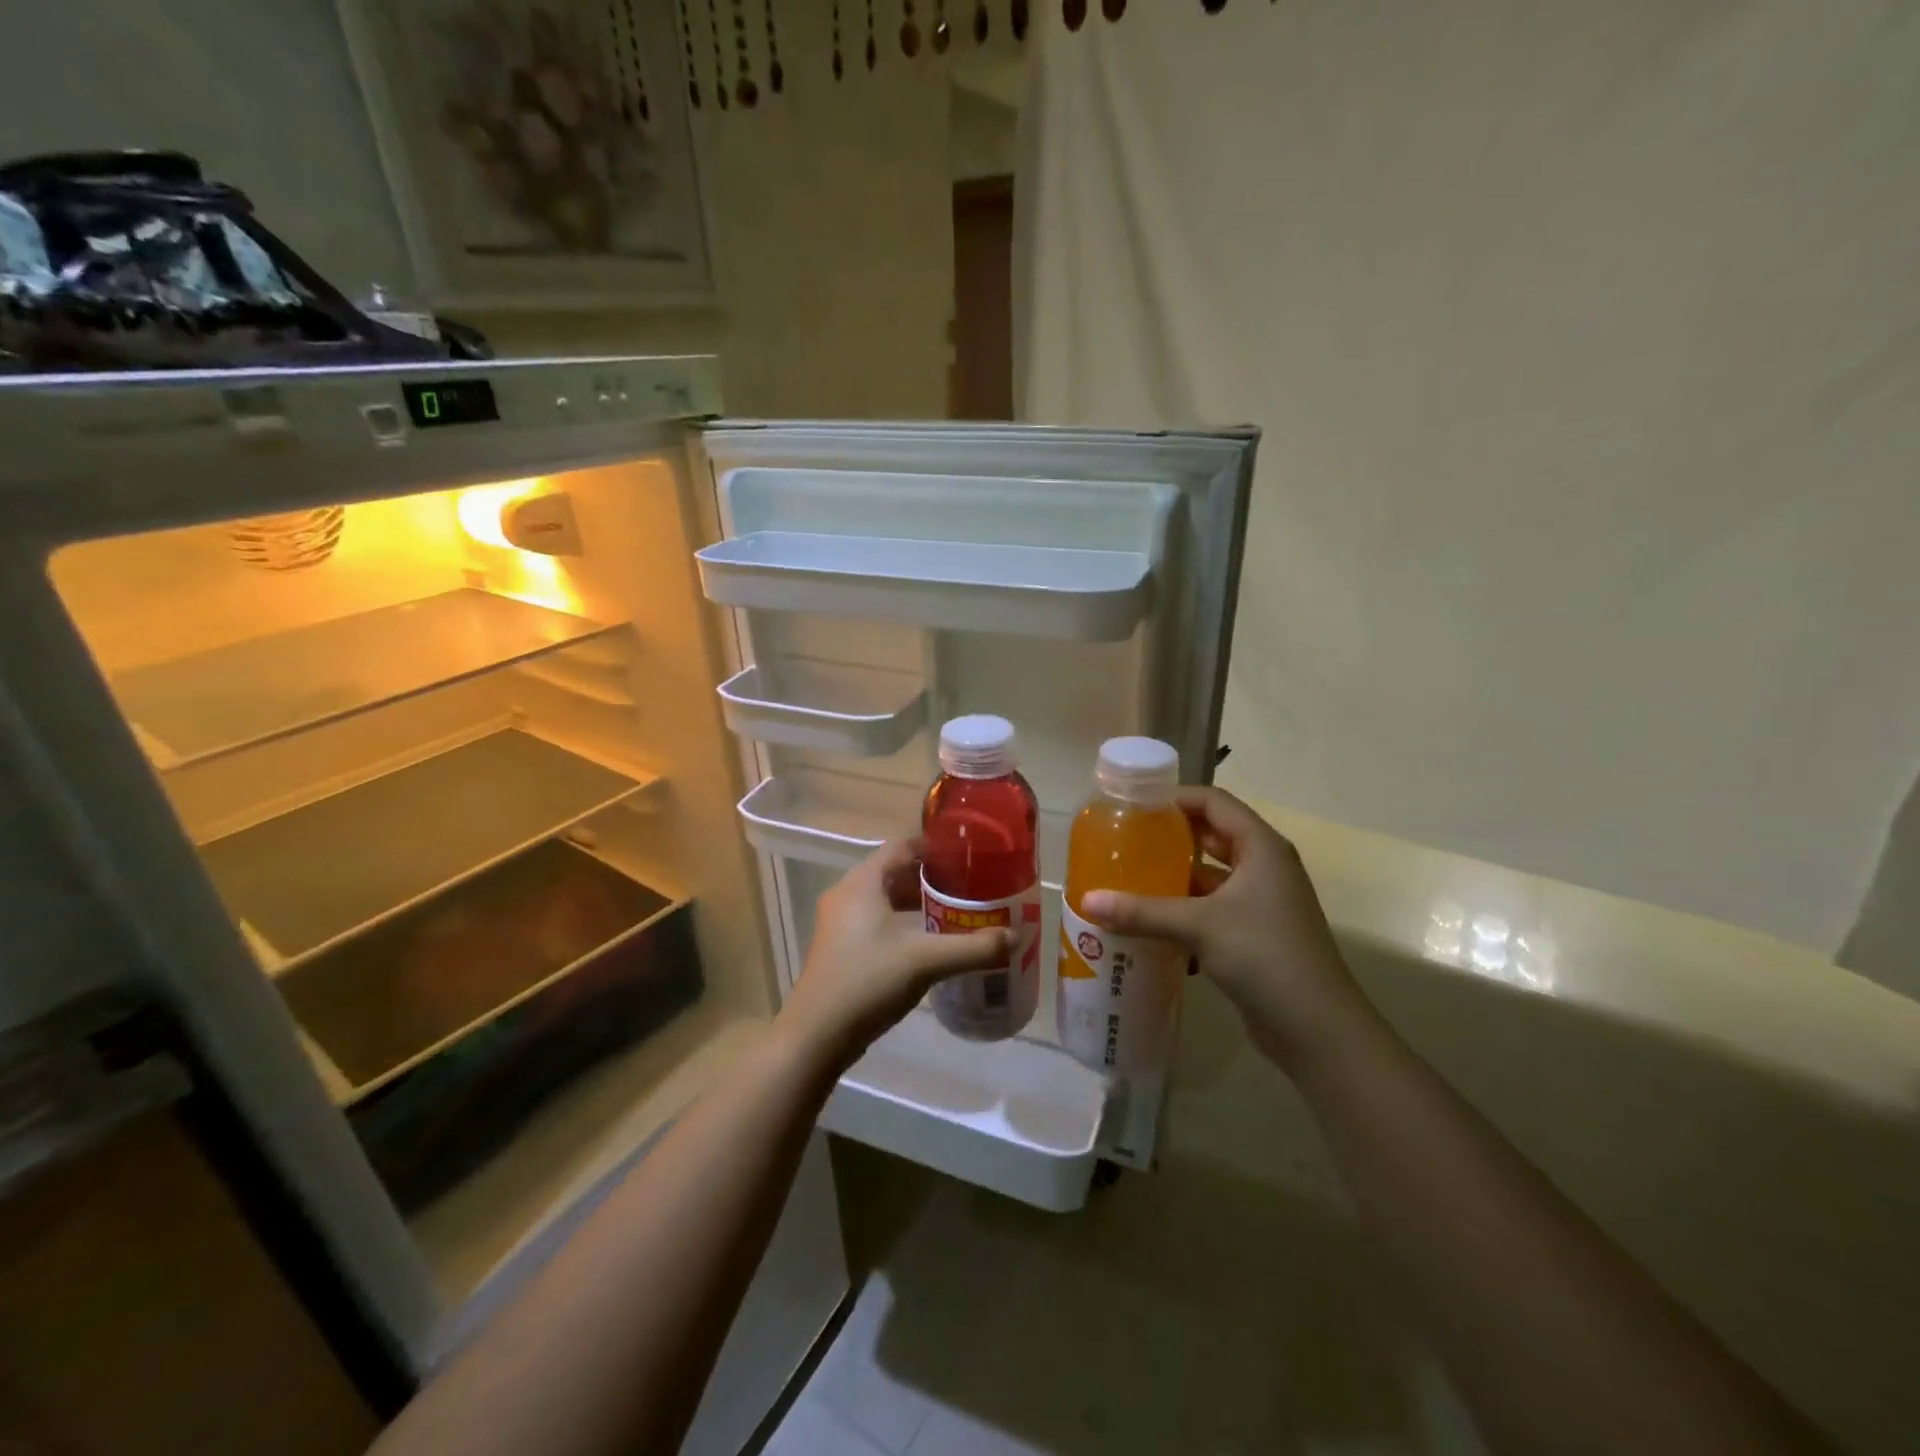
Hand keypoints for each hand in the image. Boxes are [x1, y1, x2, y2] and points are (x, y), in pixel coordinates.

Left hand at [777, 839, 1010, 1071]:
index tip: (968, 857)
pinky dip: (901, 923)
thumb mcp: (926, 961)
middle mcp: (846, 894)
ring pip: (884, 898)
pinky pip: (875, 920)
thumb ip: (974, 948)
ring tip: (955, 913)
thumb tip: (1016, 936)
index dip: (934, 848)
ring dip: (916, 903)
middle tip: (969, 888)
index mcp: (862, 882)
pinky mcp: (840, 947)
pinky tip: (927, 943)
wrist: (816, 1036)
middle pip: (894, 871)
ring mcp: (839, 922)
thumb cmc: (868, 982)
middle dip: (931, 878)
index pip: (902, 846)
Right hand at [1082, 787, 1375, 1072]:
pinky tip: (1151, 919)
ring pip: (1212, 875)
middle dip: (1171, 836)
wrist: (1316, 1027)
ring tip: (1129, 875)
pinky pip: (1214, 907)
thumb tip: (1087, 901)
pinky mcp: (1256, 932)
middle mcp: (1265, 866)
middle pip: (1213, 835)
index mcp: (1261, 847)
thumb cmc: (1263, 955)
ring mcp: (1262, 901)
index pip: (1214, 802)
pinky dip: (1185, 908)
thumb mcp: (1198, 926)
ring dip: (1175, 875)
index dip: (1176, 797)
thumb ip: (1141, 911)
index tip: (1134, 804)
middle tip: (1126, 838)